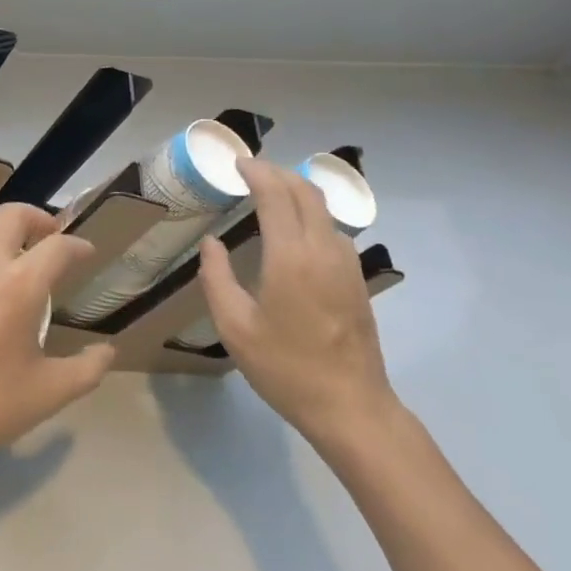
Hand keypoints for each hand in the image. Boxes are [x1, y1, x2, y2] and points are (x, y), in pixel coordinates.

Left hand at [0, 205, 114, 502]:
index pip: (58, 247)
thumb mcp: (46, 396)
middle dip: (38, 219)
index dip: (77, 246)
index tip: (85, 253)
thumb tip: (107, 351)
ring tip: (8, 238)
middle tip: (47, 238)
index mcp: (20, 287)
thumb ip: (85, 370)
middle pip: (14, 215)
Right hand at [196, 158, 402, 462]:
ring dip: (297, 191)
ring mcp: (346, 263)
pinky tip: (295, 230)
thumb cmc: (285, 368)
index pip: (276, 195)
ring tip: (270, 195)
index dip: (256, 172)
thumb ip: (217, 278)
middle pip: (306, 191)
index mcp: (291, 257)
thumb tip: (212, 243)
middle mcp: (323, 249)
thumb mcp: (235, 327)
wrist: (351, 407)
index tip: (237, 163)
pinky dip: (311, 213)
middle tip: (251, 171)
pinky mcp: (357, 279)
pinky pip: (332, 229)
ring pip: (324, 208)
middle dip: (278, 173)